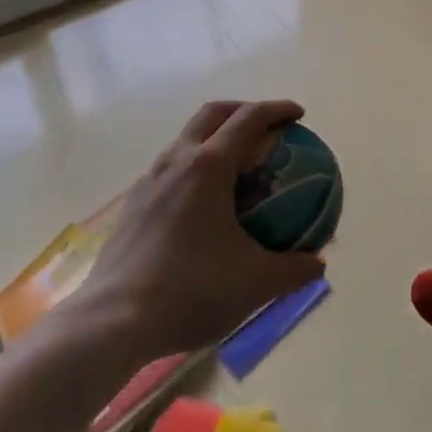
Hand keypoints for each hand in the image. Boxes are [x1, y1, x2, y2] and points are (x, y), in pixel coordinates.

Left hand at [63, 100, 325, 359]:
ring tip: (237, 166)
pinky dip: (195, 167)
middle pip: (214, 114)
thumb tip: (318, 264)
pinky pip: (171, 168)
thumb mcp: (254, 283)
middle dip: (243, 111)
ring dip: (216, 138)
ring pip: (187, 138)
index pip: (249, 118)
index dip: (277, 110)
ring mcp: (150, 180)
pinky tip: (203, 204)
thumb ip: (292, 270)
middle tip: (267, 128)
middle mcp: (177, 160)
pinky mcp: (133, 204)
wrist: (113, 321)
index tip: (298, 116)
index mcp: (209, 166)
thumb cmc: (190, 290)